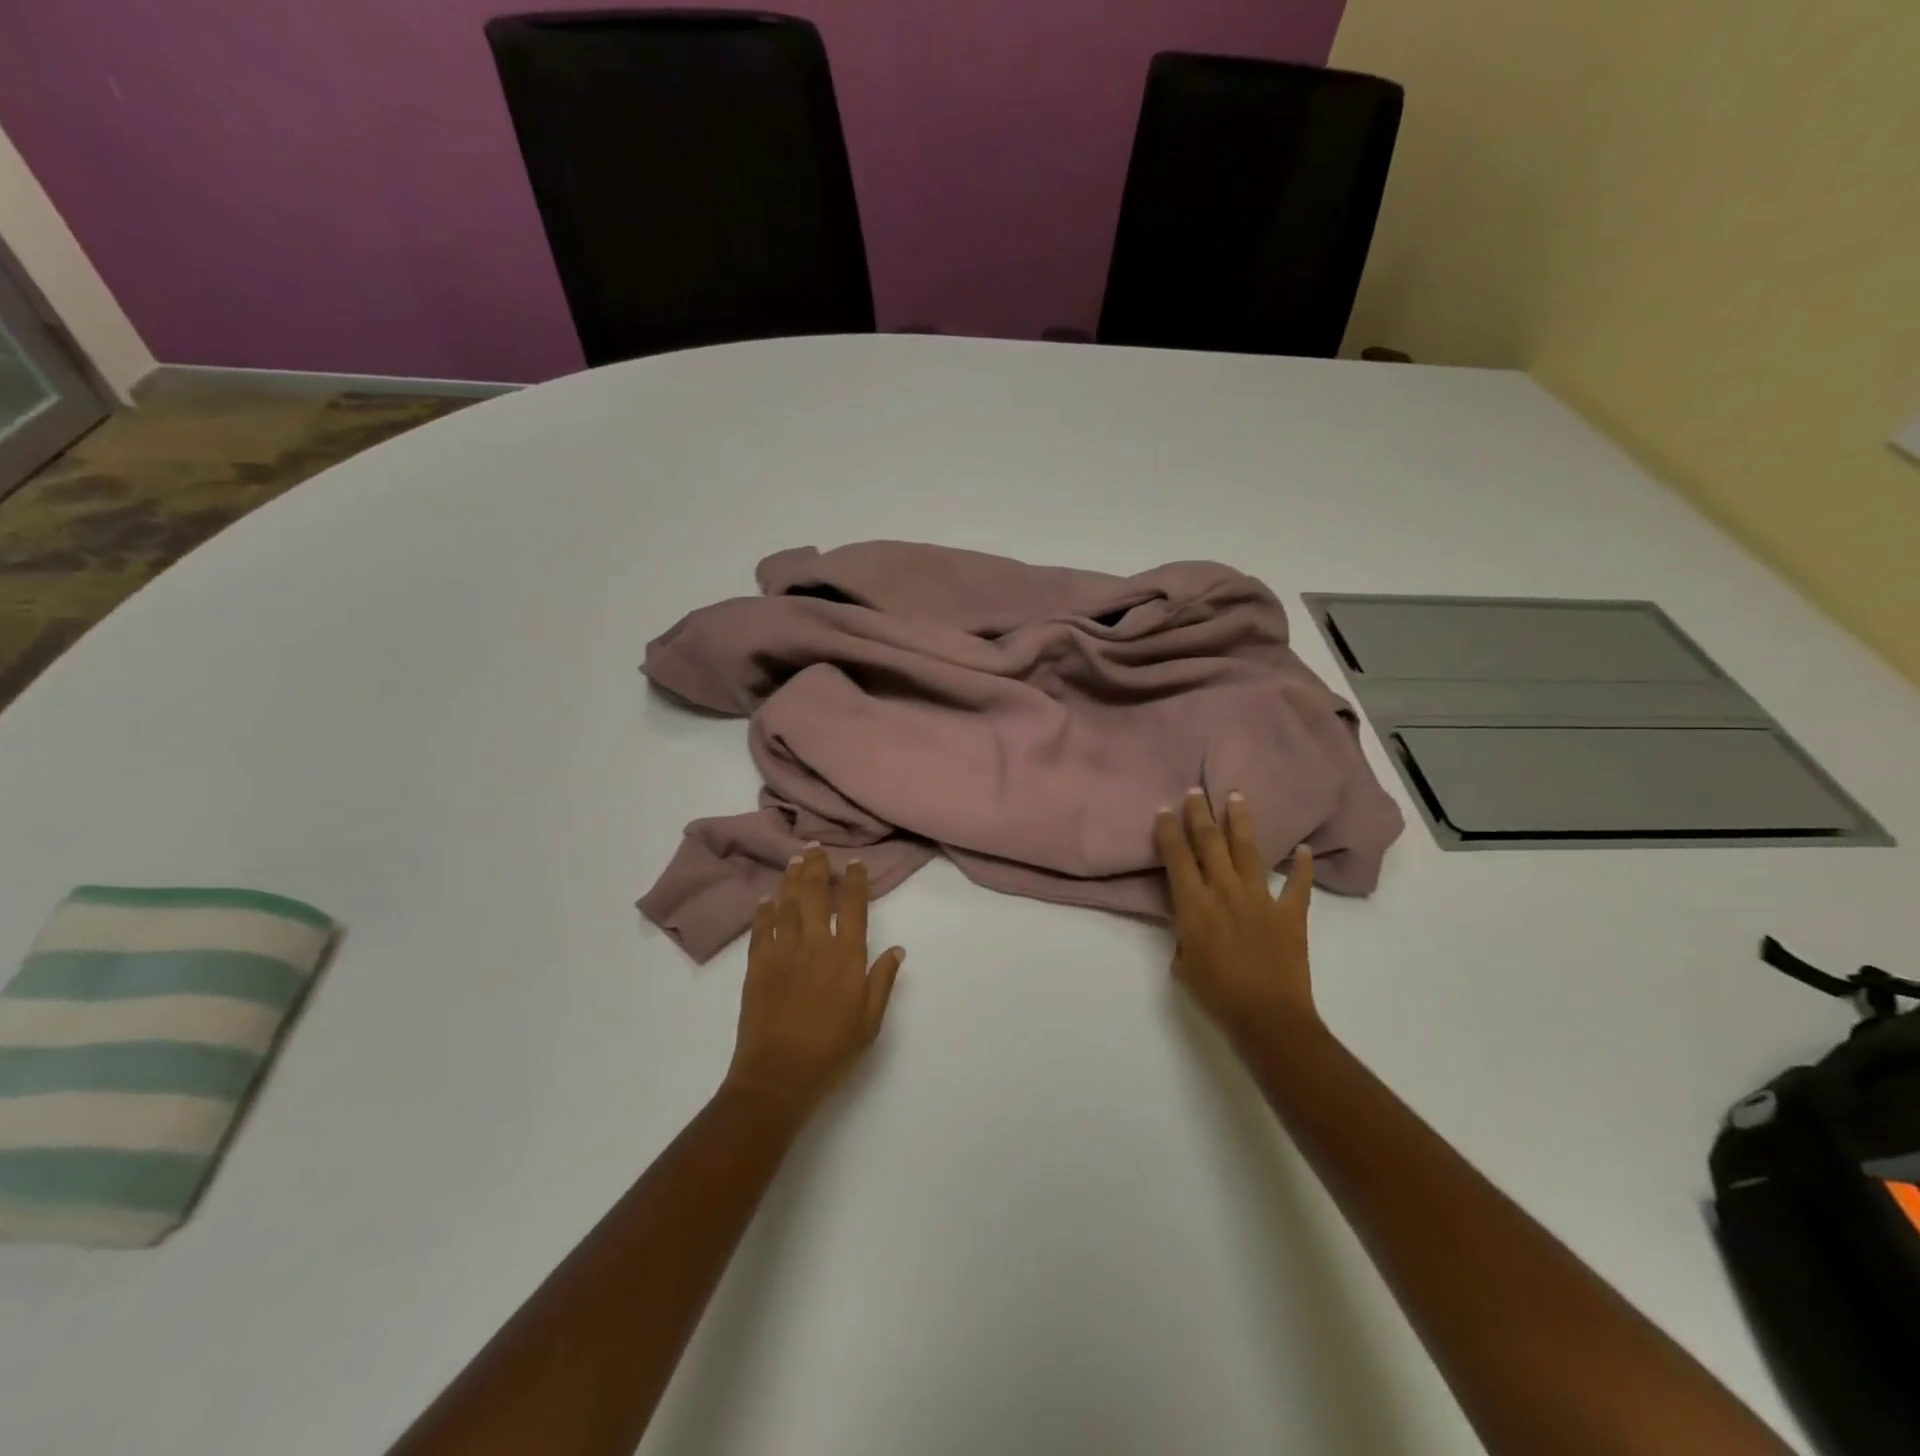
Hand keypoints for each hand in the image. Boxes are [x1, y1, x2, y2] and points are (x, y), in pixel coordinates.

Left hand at [723, 845, 904, 1116]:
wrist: (778, 1075)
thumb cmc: (832, 1051)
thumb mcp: (870, 1021)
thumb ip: (882, 981)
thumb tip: (898, 949)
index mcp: (847, 957)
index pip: (854, 908)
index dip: (855, 882)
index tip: (854, 864)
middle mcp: (815, 945)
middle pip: (816, 896)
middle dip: (817, 868)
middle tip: (815, 848)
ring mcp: (783, 952)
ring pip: (788, 905)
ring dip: (791, 880)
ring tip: (794, 859)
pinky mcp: (757, 966)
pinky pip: (761, 930)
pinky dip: (763, 911)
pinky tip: (764, 898)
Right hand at [1155, 790, 1317, 1043]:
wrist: (1268, 1017)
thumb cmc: (1216, 995)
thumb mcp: (1182, 966)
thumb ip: (1183, 936)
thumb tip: (1190, 925)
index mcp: (1194, 905)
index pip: (1176, 858)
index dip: (1167, 831)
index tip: (1164, 810)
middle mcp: (1225, 892)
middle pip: (1209, 843)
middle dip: (1199, 814)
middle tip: (1195, 791)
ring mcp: (1260, 899)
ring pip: (1248, 851)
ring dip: (1240, 822)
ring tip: (1236, 797)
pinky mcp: (1290, 914)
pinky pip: (1297, 885)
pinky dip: (1301, 867)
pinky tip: (1303, 849)